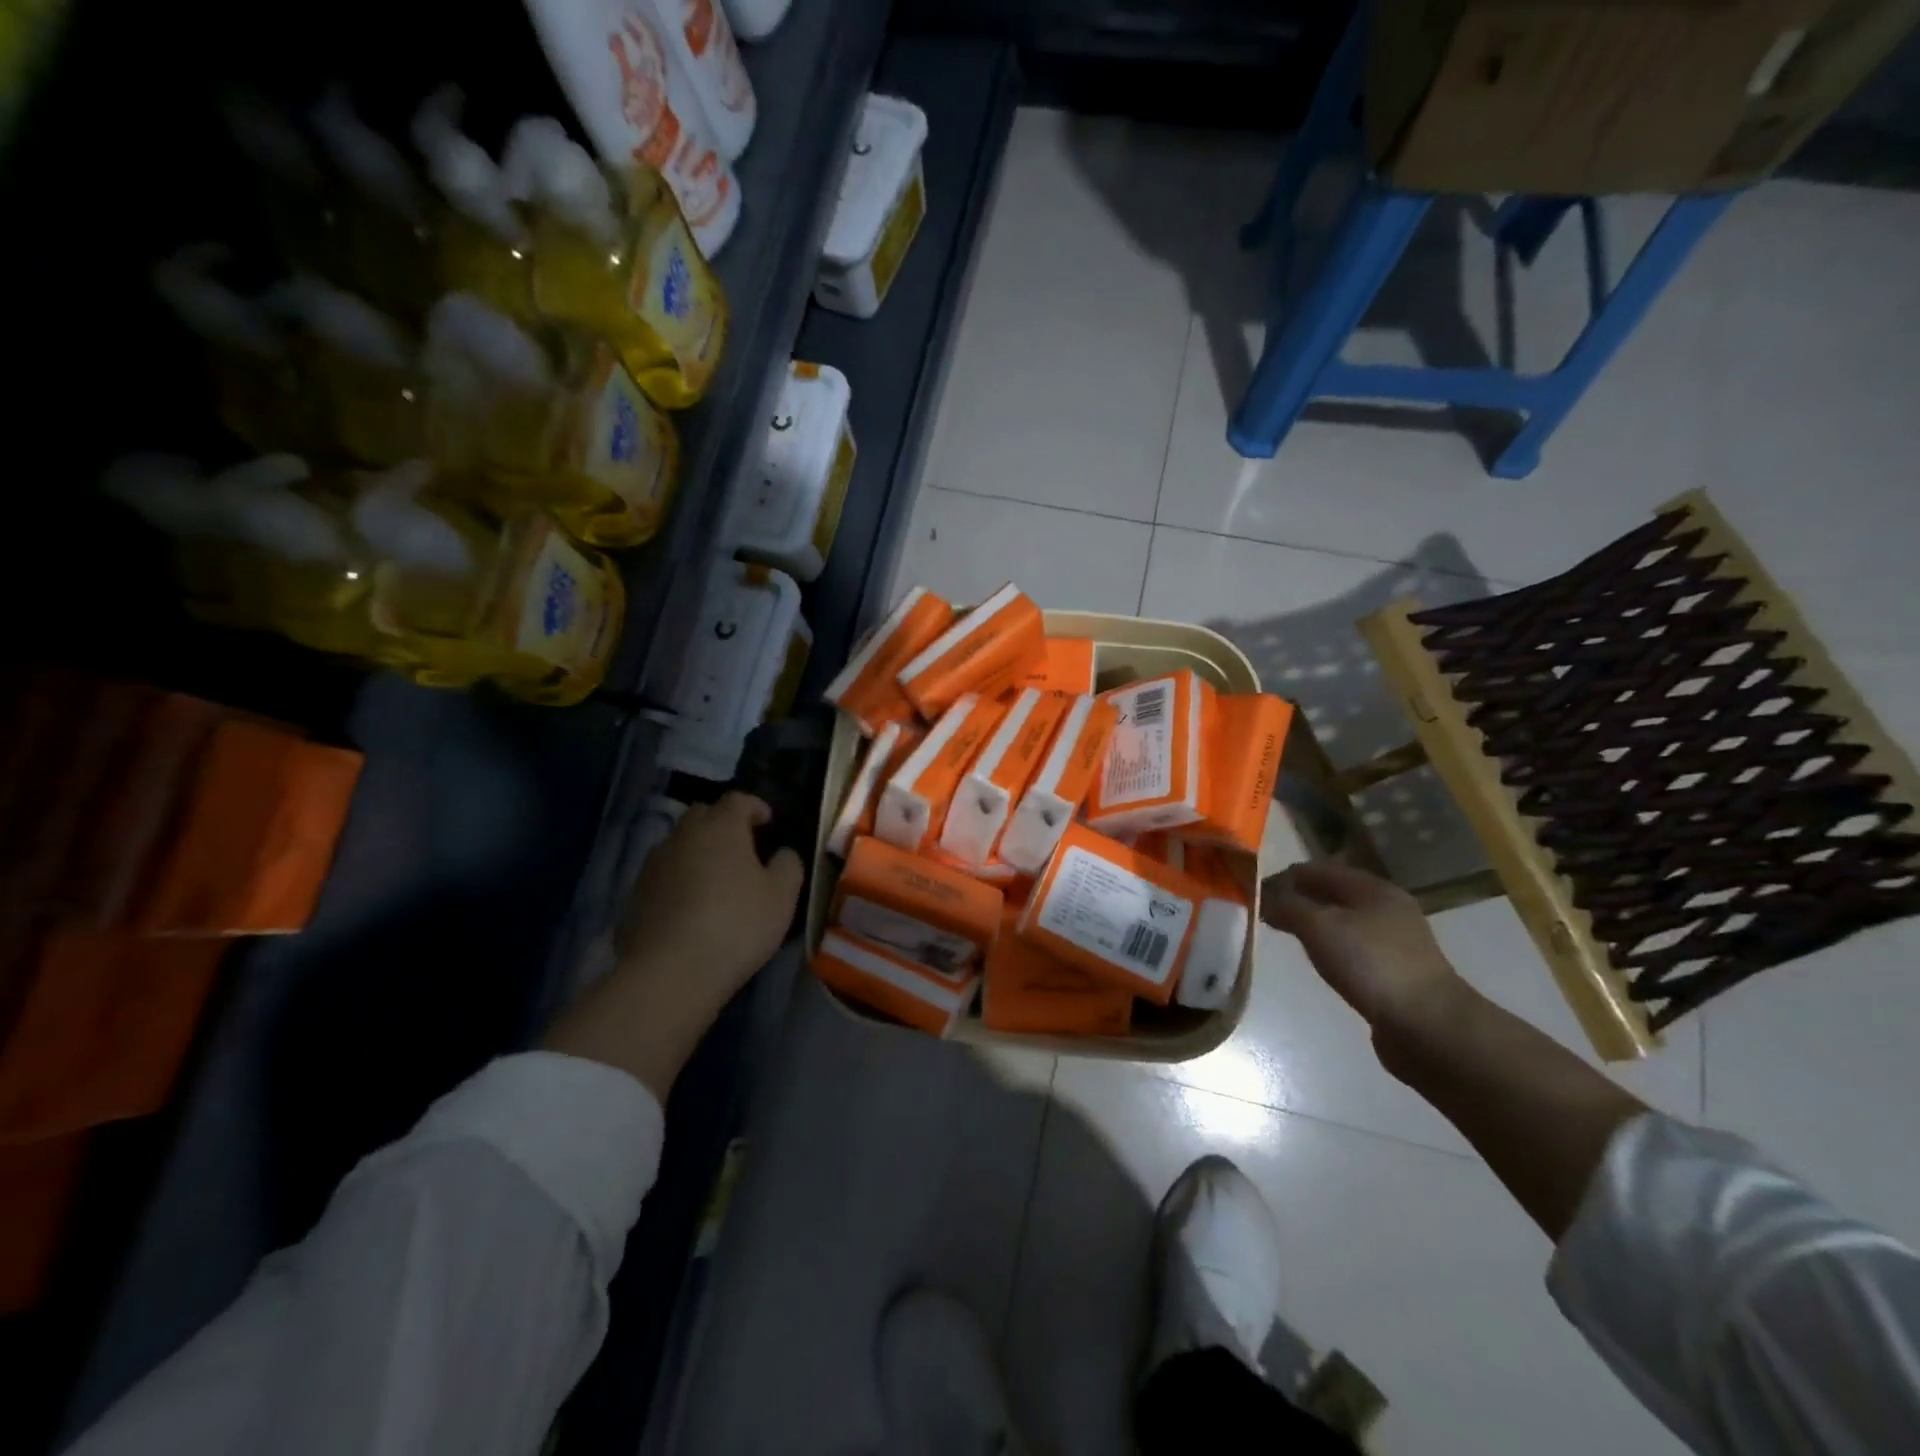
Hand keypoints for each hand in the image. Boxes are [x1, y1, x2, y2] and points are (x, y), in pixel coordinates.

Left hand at [546, 793, 804, 1098]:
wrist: (670, 973)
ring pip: (679, 845)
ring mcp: (653, 865)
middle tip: (742, 847)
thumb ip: (788, 865)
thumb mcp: (782, 895)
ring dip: (698, 852)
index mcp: (720, 827)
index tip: (768, 822)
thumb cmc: (736, 924)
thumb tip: (782, 853)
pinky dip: (680, 880)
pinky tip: (691, 907)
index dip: (755, 807)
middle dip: (723, 824)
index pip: (738, 800)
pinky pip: (664, 875)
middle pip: (703, 815)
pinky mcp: (635, 896)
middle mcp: (682, 836)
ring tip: (716, 878)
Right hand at [1261, 859, 1465, 1034]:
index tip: (1253, 893)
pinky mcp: (1395, 969)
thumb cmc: (1371, 964)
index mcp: (1372, 888)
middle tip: (1265, 914)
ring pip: (1341, 920)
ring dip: (1312, 923)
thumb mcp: (1319, 927)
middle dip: (1297, 899)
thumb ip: (1288, 906)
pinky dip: (1329, 946)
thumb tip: (1264, 897)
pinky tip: (1318, 960)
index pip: (1316, 869)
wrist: (1428, 1025)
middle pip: (1331, 893)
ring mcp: (1394, 940)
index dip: (1283, 877)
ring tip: (1286, 935)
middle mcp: (1386, 907)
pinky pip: (1352, 946)